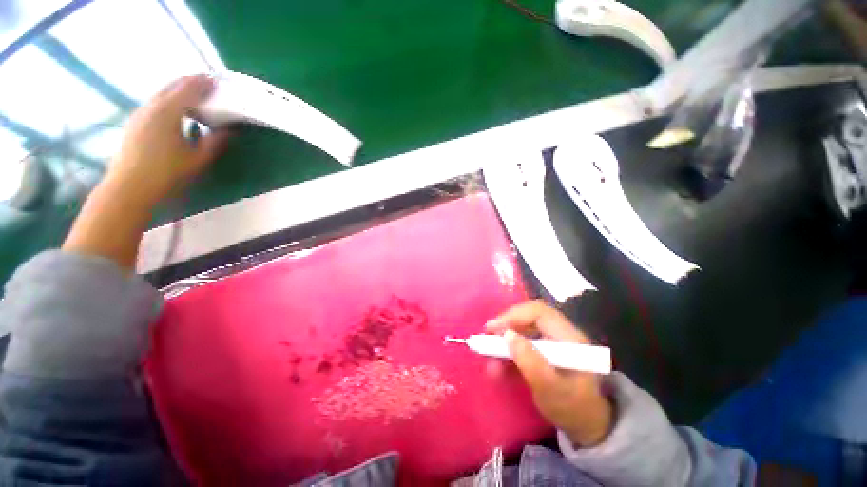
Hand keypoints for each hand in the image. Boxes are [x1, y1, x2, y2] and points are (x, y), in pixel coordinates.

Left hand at [104, 74, 227, 206]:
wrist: (129, 187)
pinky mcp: (135, 123)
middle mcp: (151, 106)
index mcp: (168, 112)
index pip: (188, 89)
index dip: (204, 83)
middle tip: (207, 83)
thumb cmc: (166, 173)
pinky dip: (169, 100)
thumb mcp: (198, 159)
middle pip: (172, 85)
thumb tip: (229, 130)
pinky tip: (176, 111)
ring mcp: (140, 114)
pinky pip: (155, 103)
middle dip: (190, 82)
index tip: (217, 80)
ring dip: (179, 91)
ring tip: (194, 96)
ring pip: (162, 93)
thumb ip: (215, 142)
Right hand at [487, 300, 612, 446]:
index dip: (513, 315)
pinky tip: (497, 366)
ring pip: (522, 329)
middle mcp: (560, 333)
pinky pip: (521, 343)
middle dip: (506, 326)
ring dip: (503, 342)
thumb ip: (530, 362)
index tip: (493, 328)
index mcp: (569, 337)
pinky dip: (507, 352)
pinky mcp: (544, 350)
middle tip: (487, 338)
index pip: (539, 312)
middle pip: (528, 317)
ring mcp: (552, 341)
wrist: (586, 426)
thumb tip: (506, 335)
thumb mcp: (551, 390)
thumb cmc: (573, 409)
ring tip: (488, 358)